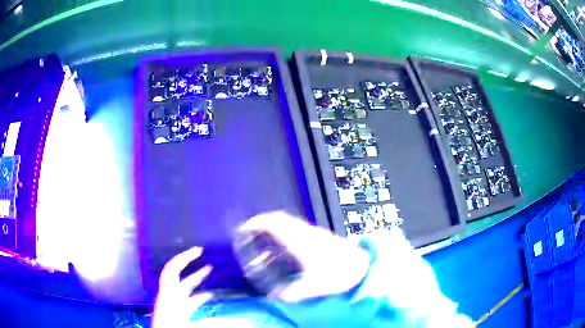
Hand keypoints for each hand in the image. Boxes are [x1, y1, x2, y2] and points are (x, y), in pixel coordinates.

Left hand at [152, 247, 213, 327]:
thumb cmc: (168, 327)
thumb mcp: (185, 322)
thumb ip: (209, 322)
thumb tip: (235, 321)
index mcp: (168, 295)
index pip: (172, 270)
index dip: (184, 257)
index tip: (198, 250)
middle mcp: (169, 296)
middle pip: (177, 274)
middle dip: (188, 261)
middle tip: (201, 253)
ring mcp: (173, 303)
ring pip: (185, 286)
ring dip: (196, 277)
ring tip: (209, 269)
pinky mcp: (178, 311)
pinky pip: (189, 299)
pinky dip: (199, 295)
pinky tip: (209, 295)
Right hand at [239, 211, 369, 301]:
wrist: (363, 267)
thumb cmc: (339, 275)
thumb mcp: (314, 287)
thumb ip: (292, 293)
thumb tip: (274, 297)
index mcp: (301, 241)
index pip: (275, 223)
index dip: (258, 222)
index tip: (245, 227)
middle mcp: (306, 233)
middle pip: (280, 217)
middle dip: (263, 221)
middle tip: (250, 231)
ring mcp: (315, 232)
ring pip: (289, 220)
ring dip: (274, 224)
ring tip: (263, 237)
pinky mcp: (321, 236)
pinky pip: (296, 226)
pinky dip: (284, 229)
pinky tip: (285, 244)